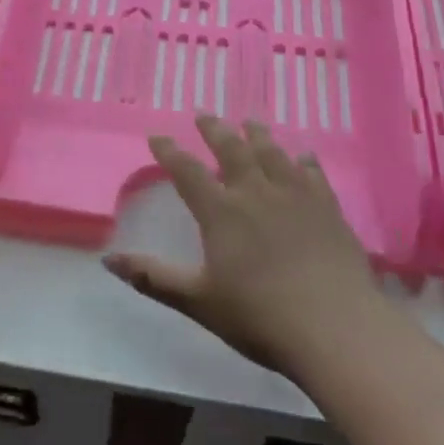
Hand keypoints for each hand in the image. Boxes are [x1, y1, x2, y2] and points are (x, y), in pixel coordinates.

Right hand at [104, 115, 384, 376]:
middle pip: (232, 150)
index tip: (157, 137)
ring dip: (258, 135)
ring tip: (249, 123)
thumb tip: (107, 260)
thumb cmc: (259, 316)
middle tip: (204, 115)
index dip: (169, 152)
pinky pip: (313, 174)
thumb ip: (152, 277)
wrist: (336, 329)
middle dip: (214, 130)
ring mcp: (296, 197)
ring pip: (272, 154)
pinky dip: (304, 161)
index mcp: (220, 212)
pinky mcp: (329, 209)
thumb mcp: (197, 301)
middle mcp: (256, 193)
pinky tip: (304, 156)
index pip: (187, 171)